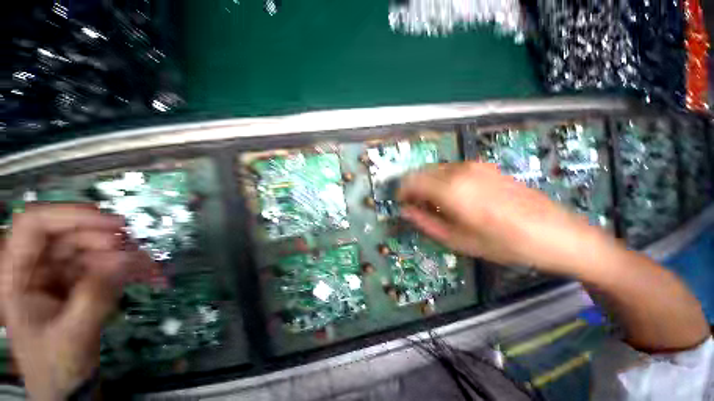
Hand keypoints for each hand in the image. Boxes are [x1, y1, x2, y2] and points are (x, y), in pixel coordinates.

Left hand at [0, 204, 155, 399]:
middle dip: (107, 240)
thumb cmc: (56, 365)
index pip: (34, 226)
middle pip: (71, 234)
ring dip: (127, 255)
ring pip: (96, 249)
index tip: (111, 222)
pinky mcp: (82, 281)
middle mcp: (38, 267)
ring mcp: (61, 274)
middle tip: (137, 252)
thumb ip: (95, 296)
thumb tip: (127, 260)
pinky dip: (133, 268)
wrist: (67, 385)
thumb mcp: (72, 335)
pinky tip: (152, 274)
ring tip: (151, 267)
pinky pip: (109, 265)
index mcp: (18, 275)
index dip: (69, 215)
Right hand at [398, 162, 608, 275]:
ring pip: (436, 170)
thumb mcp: (457, 240)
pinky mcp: (484, 166)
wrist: (555, 233)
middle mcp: (459, 170)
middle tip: (416, 207)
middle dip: (413, 188)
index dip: (402, 192)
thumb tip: (405, 211)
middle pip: (422, 172)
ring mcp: (473, 165)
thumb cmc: (503, 243)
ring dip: (428, 184)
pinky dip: (442, 180)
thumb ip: (425, 223)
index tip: (401, 203)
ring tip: (434, 205)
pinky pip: (451, 170)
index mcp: (450, 189)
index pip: (411, 181)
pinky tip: (453, 197)